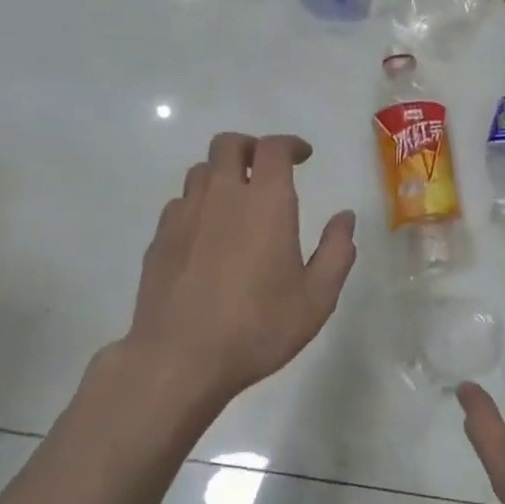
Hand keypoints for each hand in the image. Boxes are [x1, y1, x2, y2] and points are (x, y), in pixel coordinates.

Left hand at [119, 132, 355, 406]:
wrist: (179, 359)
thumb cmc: (258, 328)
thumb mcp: (316, 298)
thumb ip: (336, 251)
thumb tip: (345, 217)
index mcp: (265, 203)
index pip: (273, 149)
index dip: (290, 144)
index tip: (303, 155)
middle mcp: (221, 196)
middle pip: (228, 145)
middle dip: (251, 147)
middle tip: (267, 168)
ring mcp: (184, 216)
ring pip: (200, 171)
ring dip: (223, 174)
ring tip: (238, 200)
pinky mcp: (159, 239)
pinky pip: (180, 203)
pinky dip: (199, 204)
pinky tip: (208, 234)